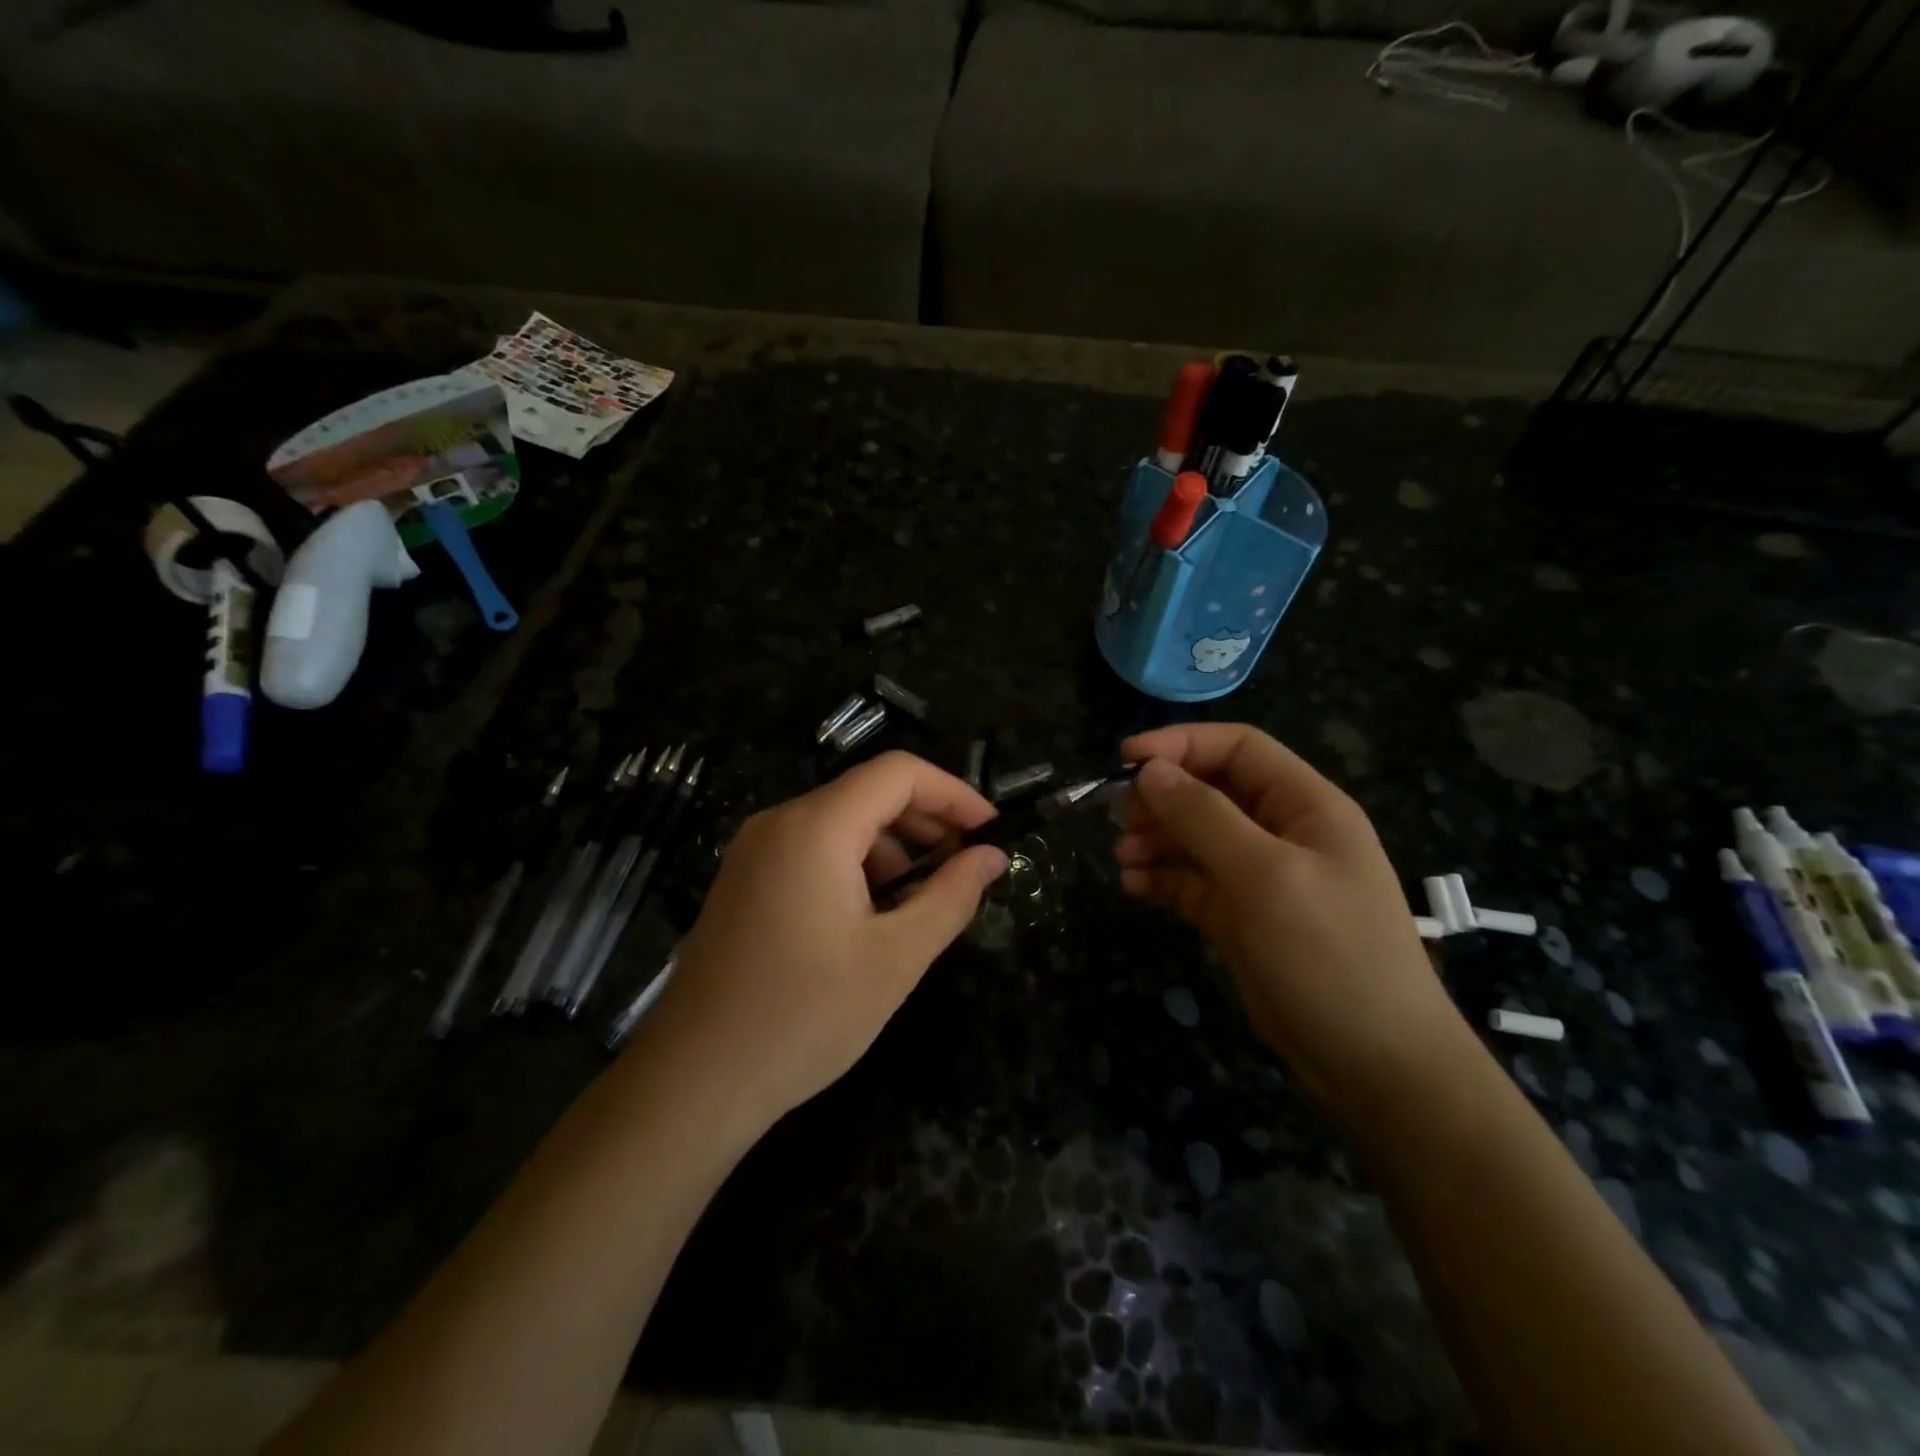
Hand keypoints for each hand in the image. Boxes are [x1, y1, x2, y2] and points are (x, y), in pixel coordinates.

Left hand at [649, 751, 1007, 1127]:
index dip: (954, 793)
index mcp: (815, 827)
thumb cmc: (804, 1016)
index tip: (992, 832)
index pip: (898, 773)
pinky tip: (872, 918)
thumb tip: (992, 856)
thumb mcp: (896, 958)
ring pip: (841, 823)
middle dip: (926, 823)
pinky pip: (813, 850)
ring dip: (893, 850)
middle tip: (967, 869)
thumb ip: (951, 896)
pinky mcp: (745, 881)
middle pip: (869, 794)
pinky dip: (856, 867)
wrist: (693, 1080)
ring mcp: (754, 851)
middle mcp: (779, 822)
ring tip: (922, 905)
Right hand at [1116, 723, 1474, 1117]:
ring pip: (1197, 838)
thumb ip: (1204, 817)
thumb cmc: (1328, 955)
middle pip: (1211, 791)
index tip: (1126, 759)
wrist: (1375, 1065)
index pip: (1239, 749)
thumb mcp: (1264, 876)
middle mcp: (1283, 833)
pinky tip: (1134, 887)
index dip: (1182, 745)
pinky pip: (1193, 883)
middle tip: (1118, 817)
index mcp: (1305, 806)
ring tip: (1121, 856)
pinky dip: (1162, 879)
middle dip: (1163, 797)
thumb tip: (1149, 770)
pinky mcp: (1242, 919)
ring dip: (1156, 839)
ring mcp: (1262, 878)